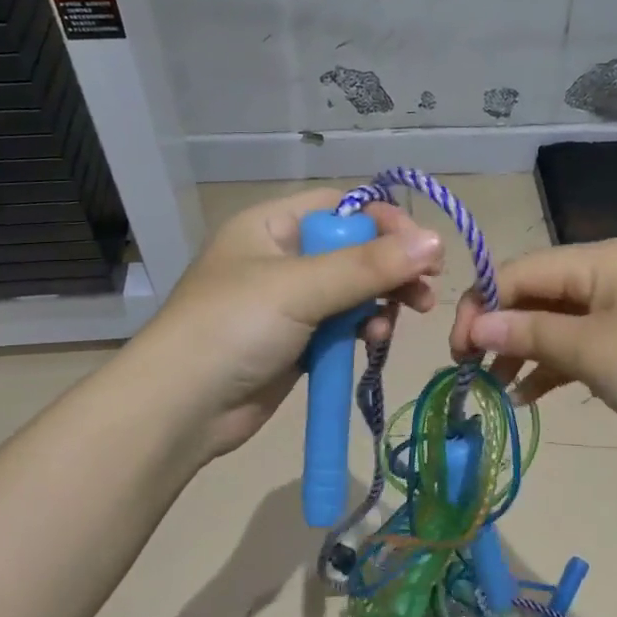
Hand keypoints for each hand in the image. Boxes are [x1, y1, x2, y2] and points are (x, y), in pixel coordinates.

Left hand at [132, 188, 442, 459]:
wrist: (181, 409)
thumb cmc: (234, 328)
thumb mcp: (301, 288)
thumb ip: (368, 266)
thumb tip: (435, 240)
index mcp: (272, 225)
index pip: (342, 207)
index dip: (385, 222)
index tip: (423, 249)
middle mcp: (282, 256)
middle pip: (353, 249)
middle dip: (390, 268)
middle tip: (425, 291)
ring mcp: (289, 302)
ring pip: (353, 290)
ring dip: (381, 302)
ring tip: (398, 320)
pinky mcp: (297, 341)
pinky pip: (343, 324)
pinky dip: (364, 329)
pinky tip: (375, 341)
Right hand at [450, 238, 616, 443]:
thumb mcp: (589, 351)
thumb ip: (527, 334)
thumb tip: (475, 326)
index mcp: (597, 260)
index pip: (518, 272)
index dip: (481, 308)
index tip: (457, 352)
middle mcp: (607, 272)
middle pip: (535, 294)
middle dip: (500, 331)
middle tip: (471, 371)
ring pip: (556, 321)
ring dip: (524, 351)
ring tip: (497, 389)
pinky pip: (582, 341)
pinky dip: (555, 364)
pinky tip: (531, 395)